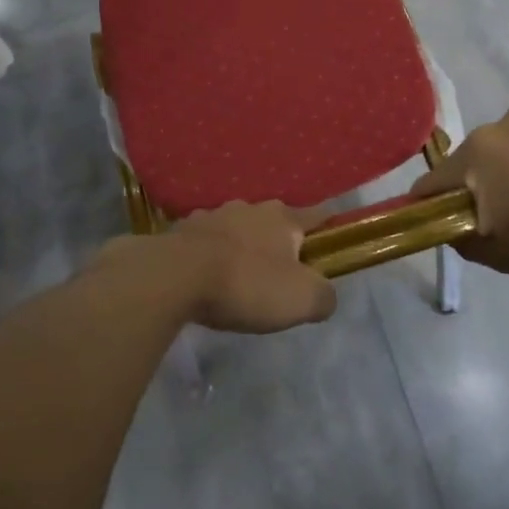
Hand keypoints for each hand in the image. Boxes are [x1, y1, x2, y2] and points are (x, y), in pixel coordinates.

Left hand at [91, 202, 338, 334]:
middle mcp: (251, 208)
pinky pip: (206, 240)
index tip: (333, 236)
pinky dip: (211, 253)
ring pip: (238, 228)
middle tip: (280, 272)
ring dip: (243, 245)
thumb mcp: (301, 300)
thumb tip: (324, 295)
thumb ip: (323, 296)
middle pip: (275, 222)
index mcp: (284, 219)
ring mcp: (213, 215)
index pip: (317, 214)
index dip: (329, 225)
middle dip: (280, 241)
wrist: (175, 277)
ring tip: (239, 275)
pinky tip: (206, 275)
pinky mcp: (182, 229)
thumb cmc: (247, 284)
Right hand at [409, 106, 508, 282]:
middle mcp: (504, 123)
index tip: (434, 217)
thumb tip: (452, 229)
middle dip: (481, 180)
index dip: (429, 201)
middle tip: (503, 211)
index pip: (435, 179)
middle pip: (477, 157)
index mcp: (478, 152)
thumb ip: (462, 240)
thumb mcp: (499, 255)